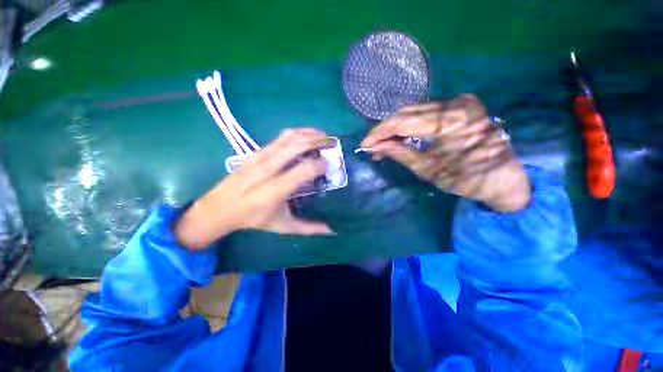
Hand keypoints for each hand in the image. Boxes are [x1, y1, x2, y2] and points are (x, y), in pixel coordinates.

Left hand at [175, 129, 334, 250]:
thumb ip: (309, 228)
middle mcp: (269, 169)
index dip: (321, 165)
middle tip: (333, 144)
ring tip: (323, 135)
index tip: (330, 166)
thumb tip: (331, 230)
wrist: (219, 207)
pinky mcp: (256, 152)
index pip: (305, 169)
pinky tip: (306, 136)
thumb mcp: (283, 226)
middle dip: (319, 141)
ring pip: (289, 137)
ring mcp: (261, 157)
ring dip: (309, 133)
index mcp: (276, 189)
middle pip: (298, 146)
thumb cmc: (254, 218)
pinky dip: (297, 133)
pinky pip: (280, 137)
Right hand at [362, 94, 530, 212]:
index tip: (365, 144)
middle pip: (407, 113)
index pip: (403, 122)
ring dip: (395, 127)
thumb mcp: (429, 170)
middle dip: (385, 130)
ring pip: (415, 111)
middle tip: (372, 145)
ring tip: (383, 143)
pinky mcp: (461, 105)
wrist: (505, 178)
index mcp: (450, 123)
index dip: (380, 133)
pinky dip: (409, 124)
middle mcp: (456, 104)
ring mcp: (460, 102)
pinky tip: (400, 136)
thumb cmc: (468, 180)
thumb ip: (400, 154)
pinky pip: (426, 112)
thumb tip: (376, 148)